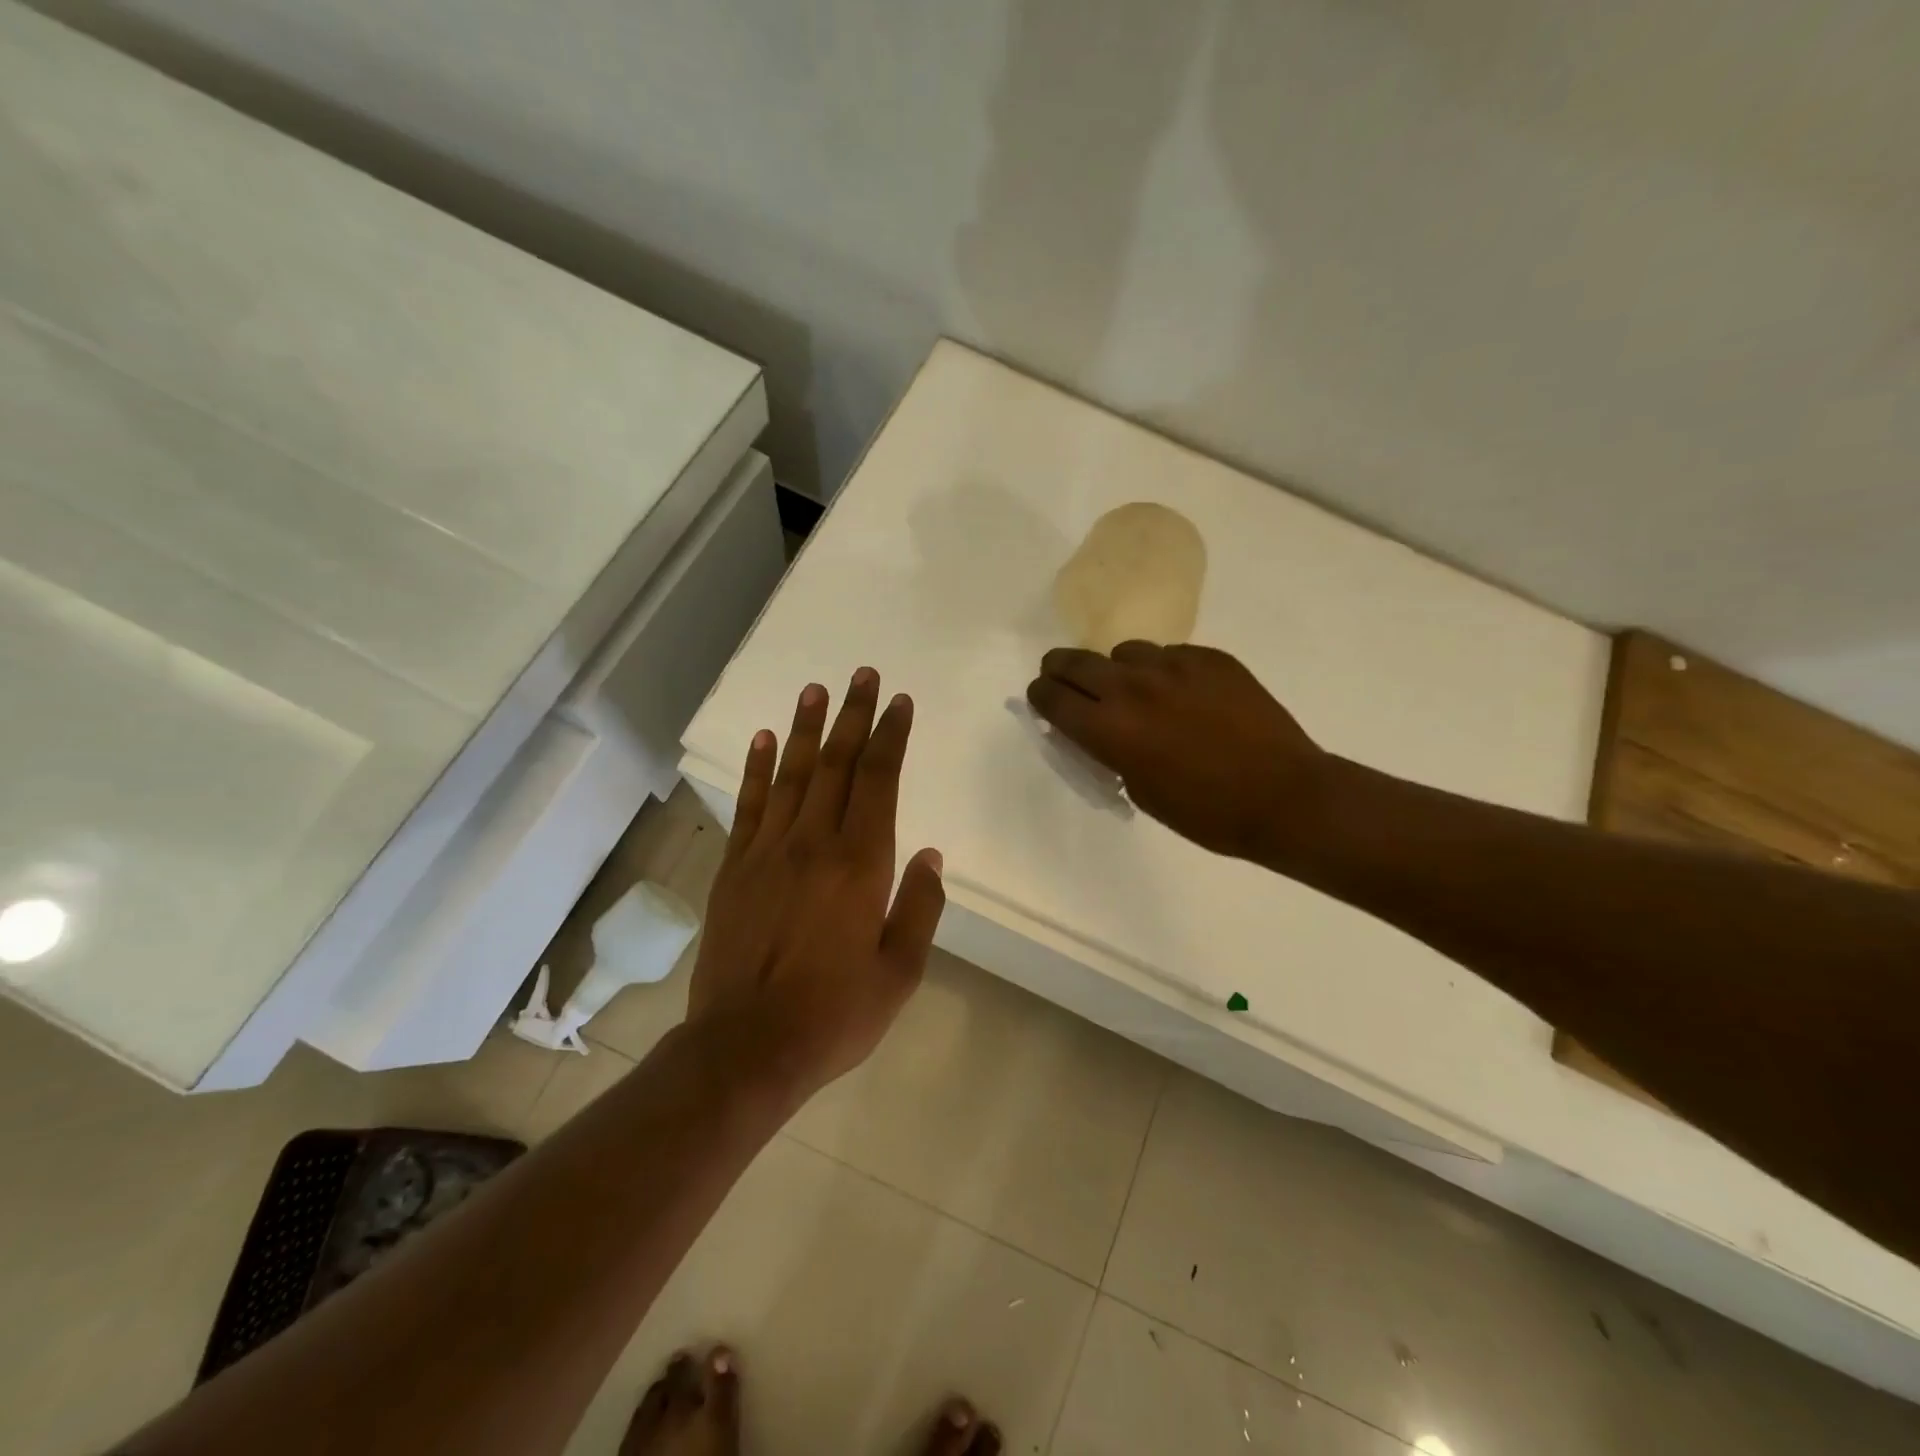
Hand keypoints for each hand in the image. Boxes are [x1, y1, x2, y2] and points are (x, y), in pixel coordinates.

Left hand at [688, 669, 945, 1094]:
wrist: (746, 1048)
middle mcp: (813, 844)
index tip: (899, 702)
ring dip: (805, 728)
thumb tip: (929, 855)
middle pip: (836, 764)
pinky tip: (761, 740)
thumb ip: (919, 908)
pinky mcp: (734, 869)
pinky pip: (749, 806)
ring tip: (815, 689)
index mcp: (860, 864)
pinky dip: (755, 769)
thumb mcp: (899, 973)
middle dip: (853, 716)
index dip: (891, 737)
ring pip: (791, 774)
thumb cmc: (834, 1014)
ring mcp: (767, 852)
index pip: (879, 781)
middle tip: (862, 675)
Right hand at [1025, 642, 1322, 861]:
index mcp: (1109, 728)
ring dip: (1118, 671)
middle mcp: (1132, 687)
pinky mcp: (1210, 658)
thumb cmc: (1206, 812)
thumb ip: (1110, 752)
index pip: (1052, 697)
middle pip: (1075, 661)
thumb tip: (1098, 730)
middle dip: (1061, 671)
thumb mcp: (1141, 791)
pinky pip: (1169, 654)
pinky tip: (1184, 696)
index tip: (1043, 701)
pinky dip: (1163, 672)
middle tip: (1066, 681)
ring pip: (1124, 652)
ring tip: (1137, 692)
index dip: (1041, 697)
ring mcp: (1173, 666)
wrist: (1284, 796)